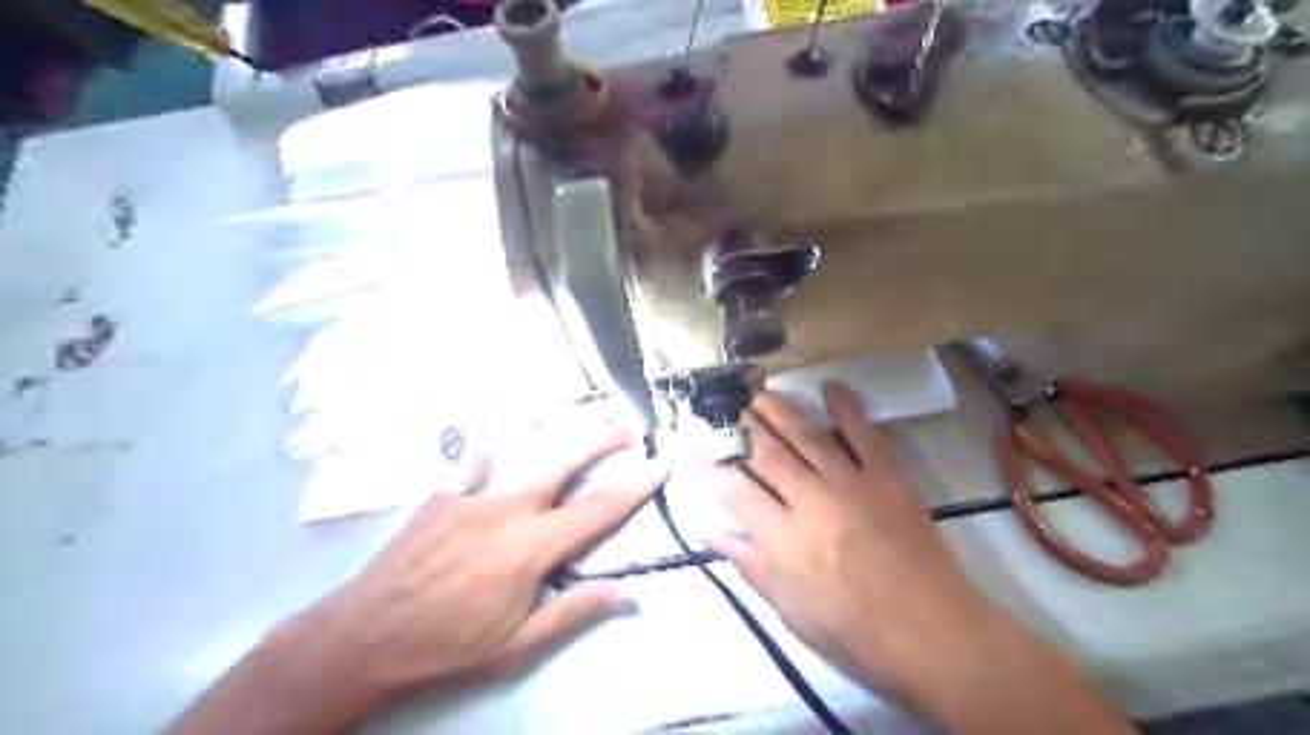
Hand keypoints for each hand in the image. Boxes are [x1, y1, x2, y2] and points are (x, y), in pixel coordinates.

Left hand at [278, 408, 666, 705]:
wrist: (365, 634)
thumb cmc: (447, 644)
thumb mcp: (517, 644)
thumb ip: (574, 611)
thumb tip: (629, 593)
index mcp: (530, 548)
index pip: (596, 510)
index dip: (634, 487)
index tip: (660, 466)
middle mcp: (507, 507)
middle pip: (565, 457)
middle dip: (603, 436)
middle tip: (629, 427)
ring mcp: (473, 490)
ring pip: (524, 440)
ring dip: (560, 420)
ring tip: (583, 407)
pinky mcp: (446, 487)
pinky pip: (482, 446)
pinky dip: (506, 425)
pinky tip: (519, 413)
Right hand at [700, 385, 999, 701]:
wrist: (933, 634)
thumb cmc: (854, 632)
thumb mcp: (791, 609)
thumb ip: (751, 564)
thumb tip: (712, 531)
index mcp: (784, 538)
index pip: (733, 489)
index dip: (706, 462)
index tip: (687, 440)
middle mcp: (812, 500)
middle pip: (767, 451)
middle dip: (740, 423)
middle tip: (723, 402)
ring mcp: (853, 484)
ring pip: (807, 435)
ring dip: (780, 409)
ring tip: (759, 390)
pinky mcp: (889, 479)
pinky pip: (865, 437)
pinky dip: (848, 410)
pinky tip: (832, 387)